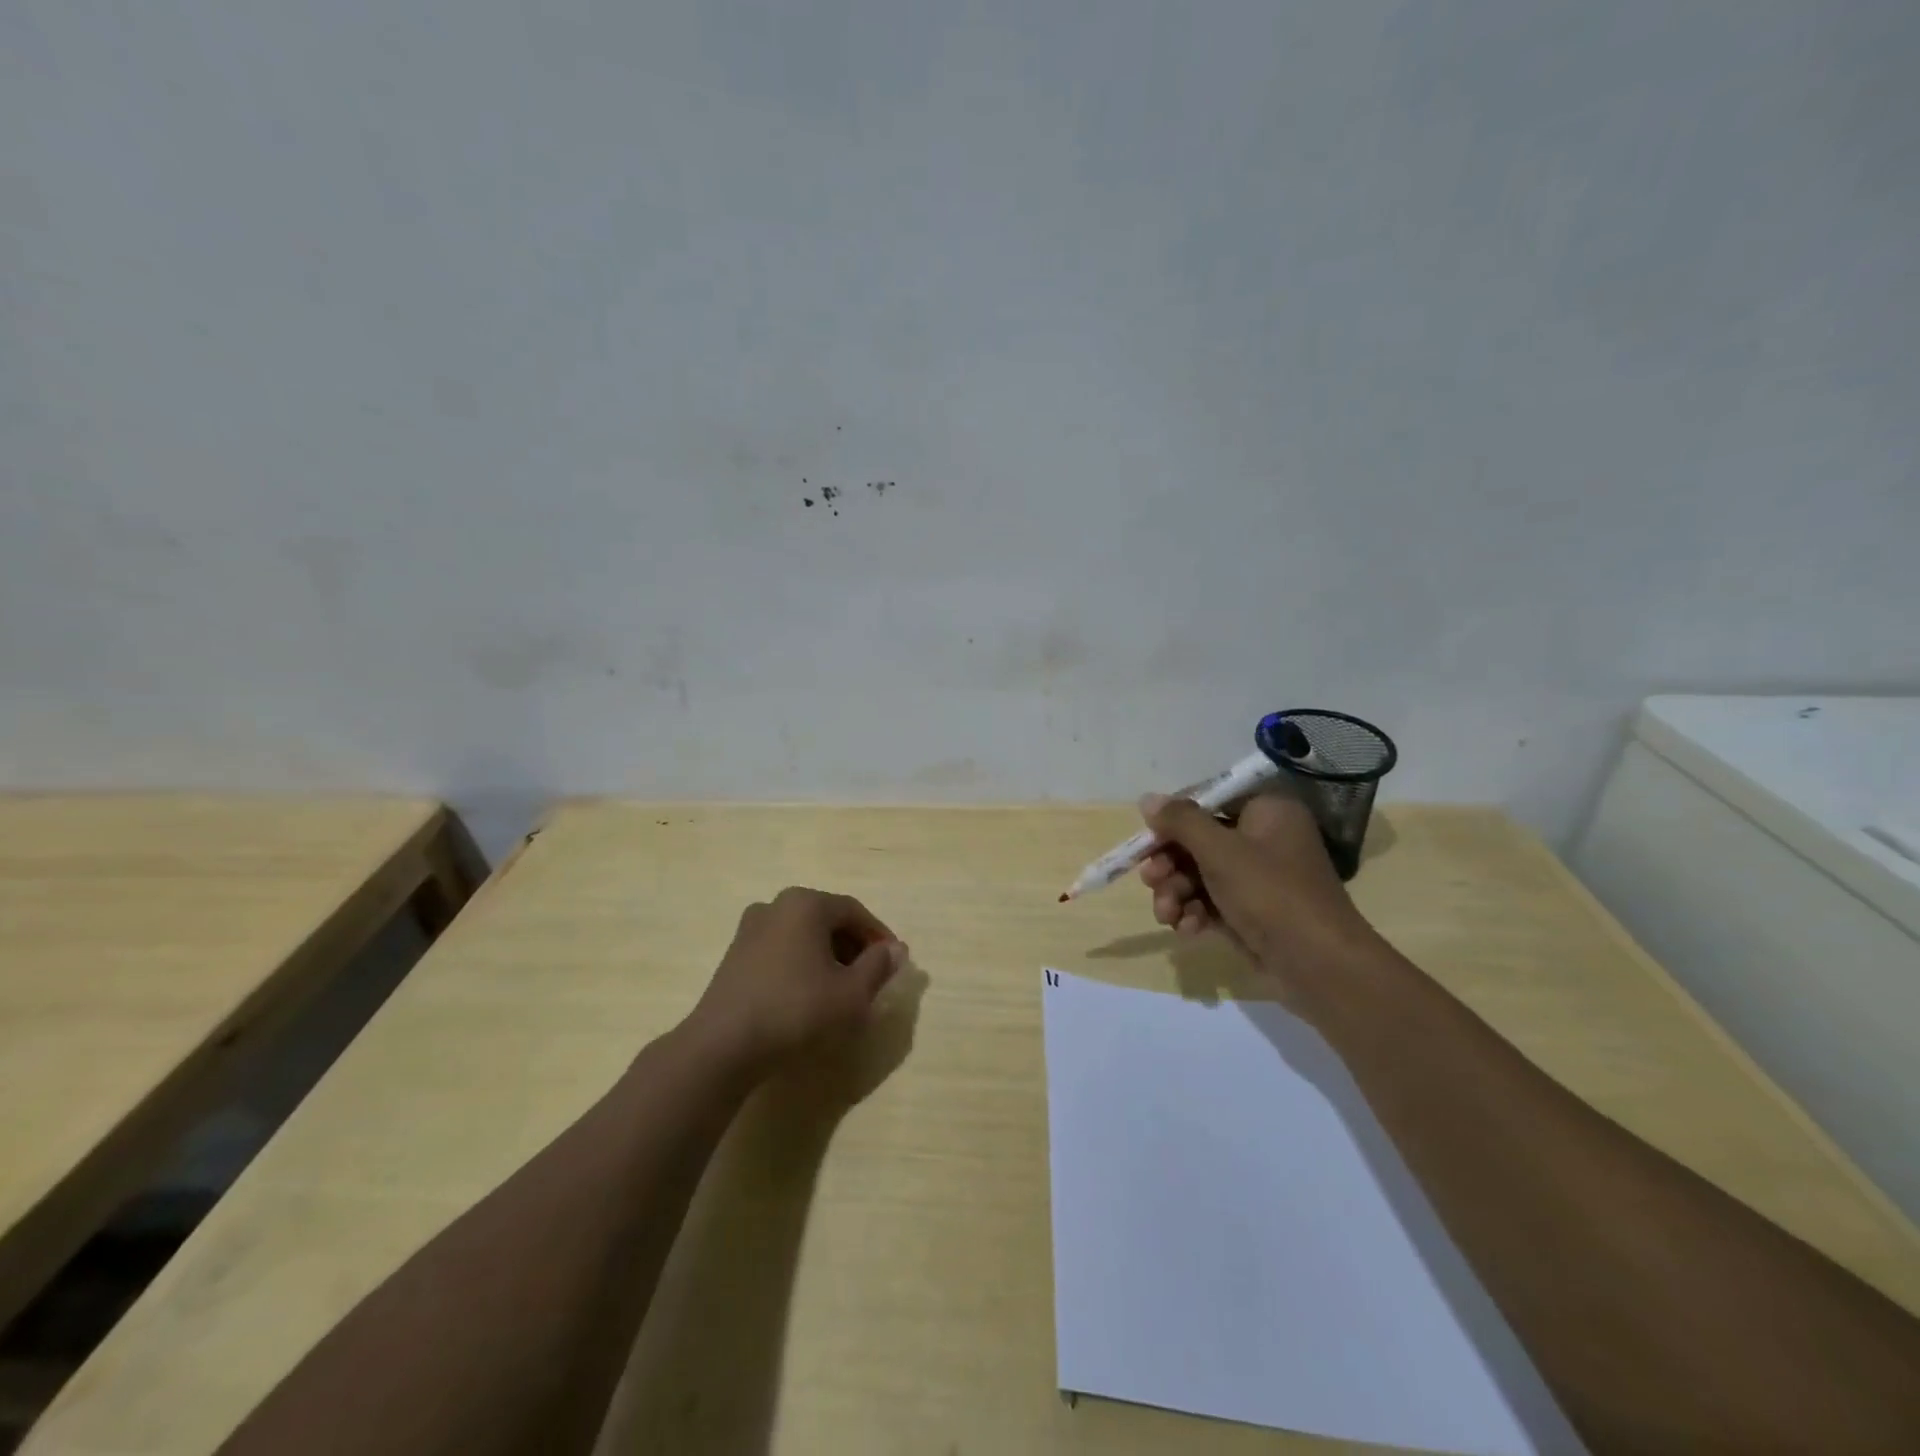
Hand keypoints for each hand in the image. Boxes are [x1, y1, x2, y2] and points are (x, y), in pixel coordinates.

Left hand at [691, 887, 905, 1074]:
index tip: (894, 962)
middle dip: (853, 947)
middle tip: (870, 977)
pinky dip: (801, 965)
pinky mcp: (734, 955)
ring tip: (841, 990)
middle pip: (827, 920)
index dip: (878, 936)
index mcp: (806, 904)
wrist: (723, 1046)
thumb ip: (878, 966)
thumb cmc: (796, 1010)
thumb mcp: (851, 993)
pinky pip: (781, 950)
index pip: (854, 912)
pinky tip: (808, 996)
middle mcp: (776, 905)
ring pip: (803, 936)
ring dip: (827, 957)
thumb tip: (896, 949)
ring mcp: (750, 929)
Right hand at [1137, 786, 1381, 1002]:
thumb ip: (1181, 822)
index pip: (1209, 800)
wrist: (1319, 966)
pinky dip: (1195, 912)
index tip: (1147, 839)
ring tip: (1166, 914)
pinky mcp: (1253, 913)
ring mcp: (1260, 878)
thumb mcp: (1220, 852)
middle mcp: (1265, 839)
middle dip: (1170, 864)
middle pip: (1200, 840)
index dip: (1174, 819)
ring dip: (1176, 892)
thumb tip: (1147, 799)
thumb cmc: (1270, 894)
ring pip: (1201, 874)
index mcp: (1267, 811)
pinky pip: (1213, 902)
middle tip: (1149, 880)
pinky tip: (1186, 929)